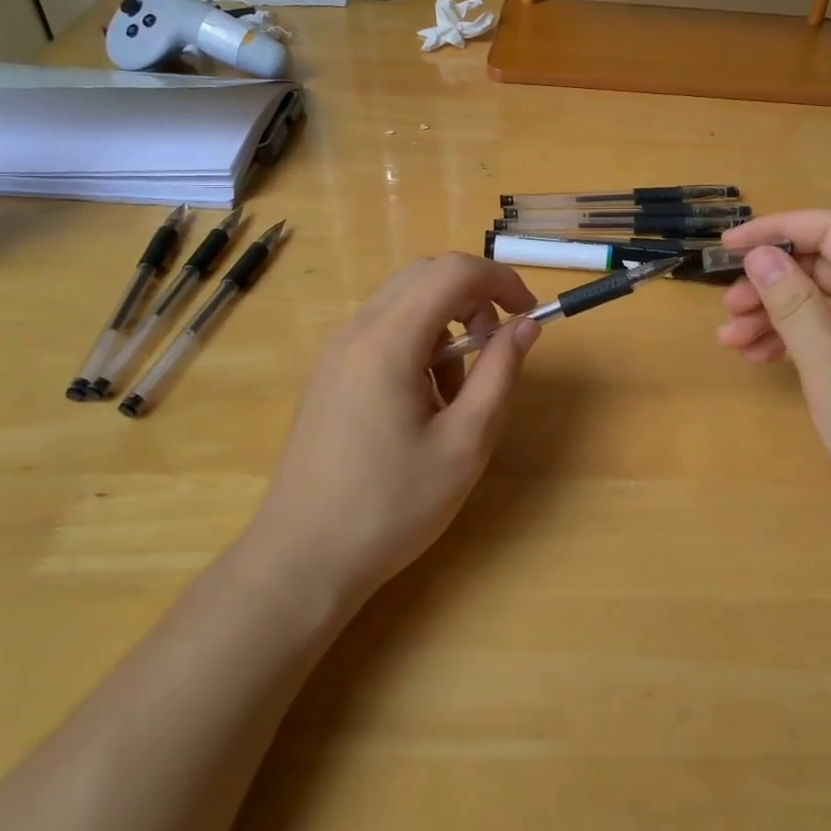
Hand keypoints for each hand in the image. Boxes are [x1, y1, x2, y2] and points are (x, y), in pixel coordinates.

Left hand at [249, 253, 540, 604]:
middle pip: (426, 276)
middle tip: (495, 350)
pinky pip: (382, 332)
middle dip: (473, 299)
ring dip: (445, 325)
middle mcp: (357, 331)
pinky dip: (417, 344)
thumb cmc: (391, 506)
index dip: (500, 280)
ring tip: (456, 393)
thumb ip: (500, 374)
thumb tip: (525, 325)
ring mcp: (336, 351)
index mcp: (389, 340)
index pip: (453, 271)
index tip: (528, 315)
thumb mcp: (465, 443)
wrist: (301, 559)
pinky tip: (421, 404)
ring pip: (404, 303)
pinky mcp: (329, 374)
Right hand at [715, 210, 830, 540]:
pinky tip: (759, 358)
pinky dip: (792, 342)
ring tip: (731, 340)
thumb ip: (794, 304)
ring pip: (820, 304)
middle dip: (769, 281)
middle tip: (727, 309)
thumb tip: (760, 253)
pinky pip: (829, 336)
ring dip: (773, 314)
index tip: (728, 249)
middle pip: (822, 266)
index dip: (776, 229)